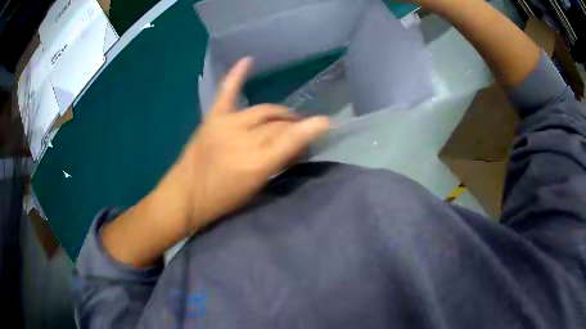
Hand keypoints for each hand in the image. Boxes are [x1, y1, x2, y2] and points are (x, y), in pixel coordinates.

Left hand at [164, 57, 329, 233]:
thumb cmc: (222, 200)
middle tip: (299, 131)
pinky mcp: (213, 118)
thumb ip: (277, 163)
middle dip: (293, 126)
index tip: (326, 122)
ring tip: (286, 118)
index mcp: (255, 163)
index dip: (310, 129)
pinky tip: (248, 60)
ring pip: (262, 111)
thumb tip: (295, 146)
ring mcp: (226, 125)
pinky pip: (227, 93)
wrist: (185, 195)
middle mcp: (243, 140)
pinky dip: (237, 75)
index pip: (289, 139)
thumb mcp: (255, 188)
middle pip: (277, 124)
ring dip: (278, 114)